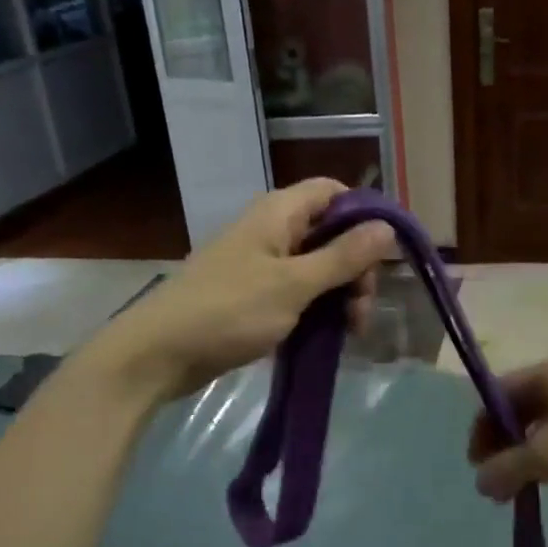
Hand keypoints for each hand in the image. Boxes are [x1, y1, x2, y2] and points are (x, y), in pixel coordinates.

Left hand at [90, 179, 395, 403]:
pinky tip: (329, 335)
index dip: (363, 215)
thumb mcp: (294, 284)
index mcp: (279, 213)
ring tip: (349, 330)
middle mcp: (272, 230)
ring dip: (340, 294)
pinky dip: (317, 309)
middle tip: (361, 309)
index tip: (384, 255)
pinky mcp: (254, 296)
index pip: (332, 192)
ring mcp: (262, 265)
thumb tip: (387, 228)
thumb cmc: (229, 311)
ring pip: (317, 267)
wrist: (160, 354)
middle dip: (355, 267)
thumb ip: (342, 257)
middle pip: (330, 233)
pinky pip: (298, 292)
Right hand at [467, 357, 547, 501]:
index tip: (477, 464)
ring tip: (527, 485)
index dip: (482, 428)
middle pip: (520, 407)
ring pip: (546, 421)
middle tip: (499, 482)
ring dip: (528, 452)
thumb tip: (479, 482)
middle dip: (504, 445)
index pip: (497, 394)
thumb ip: (509, 468)